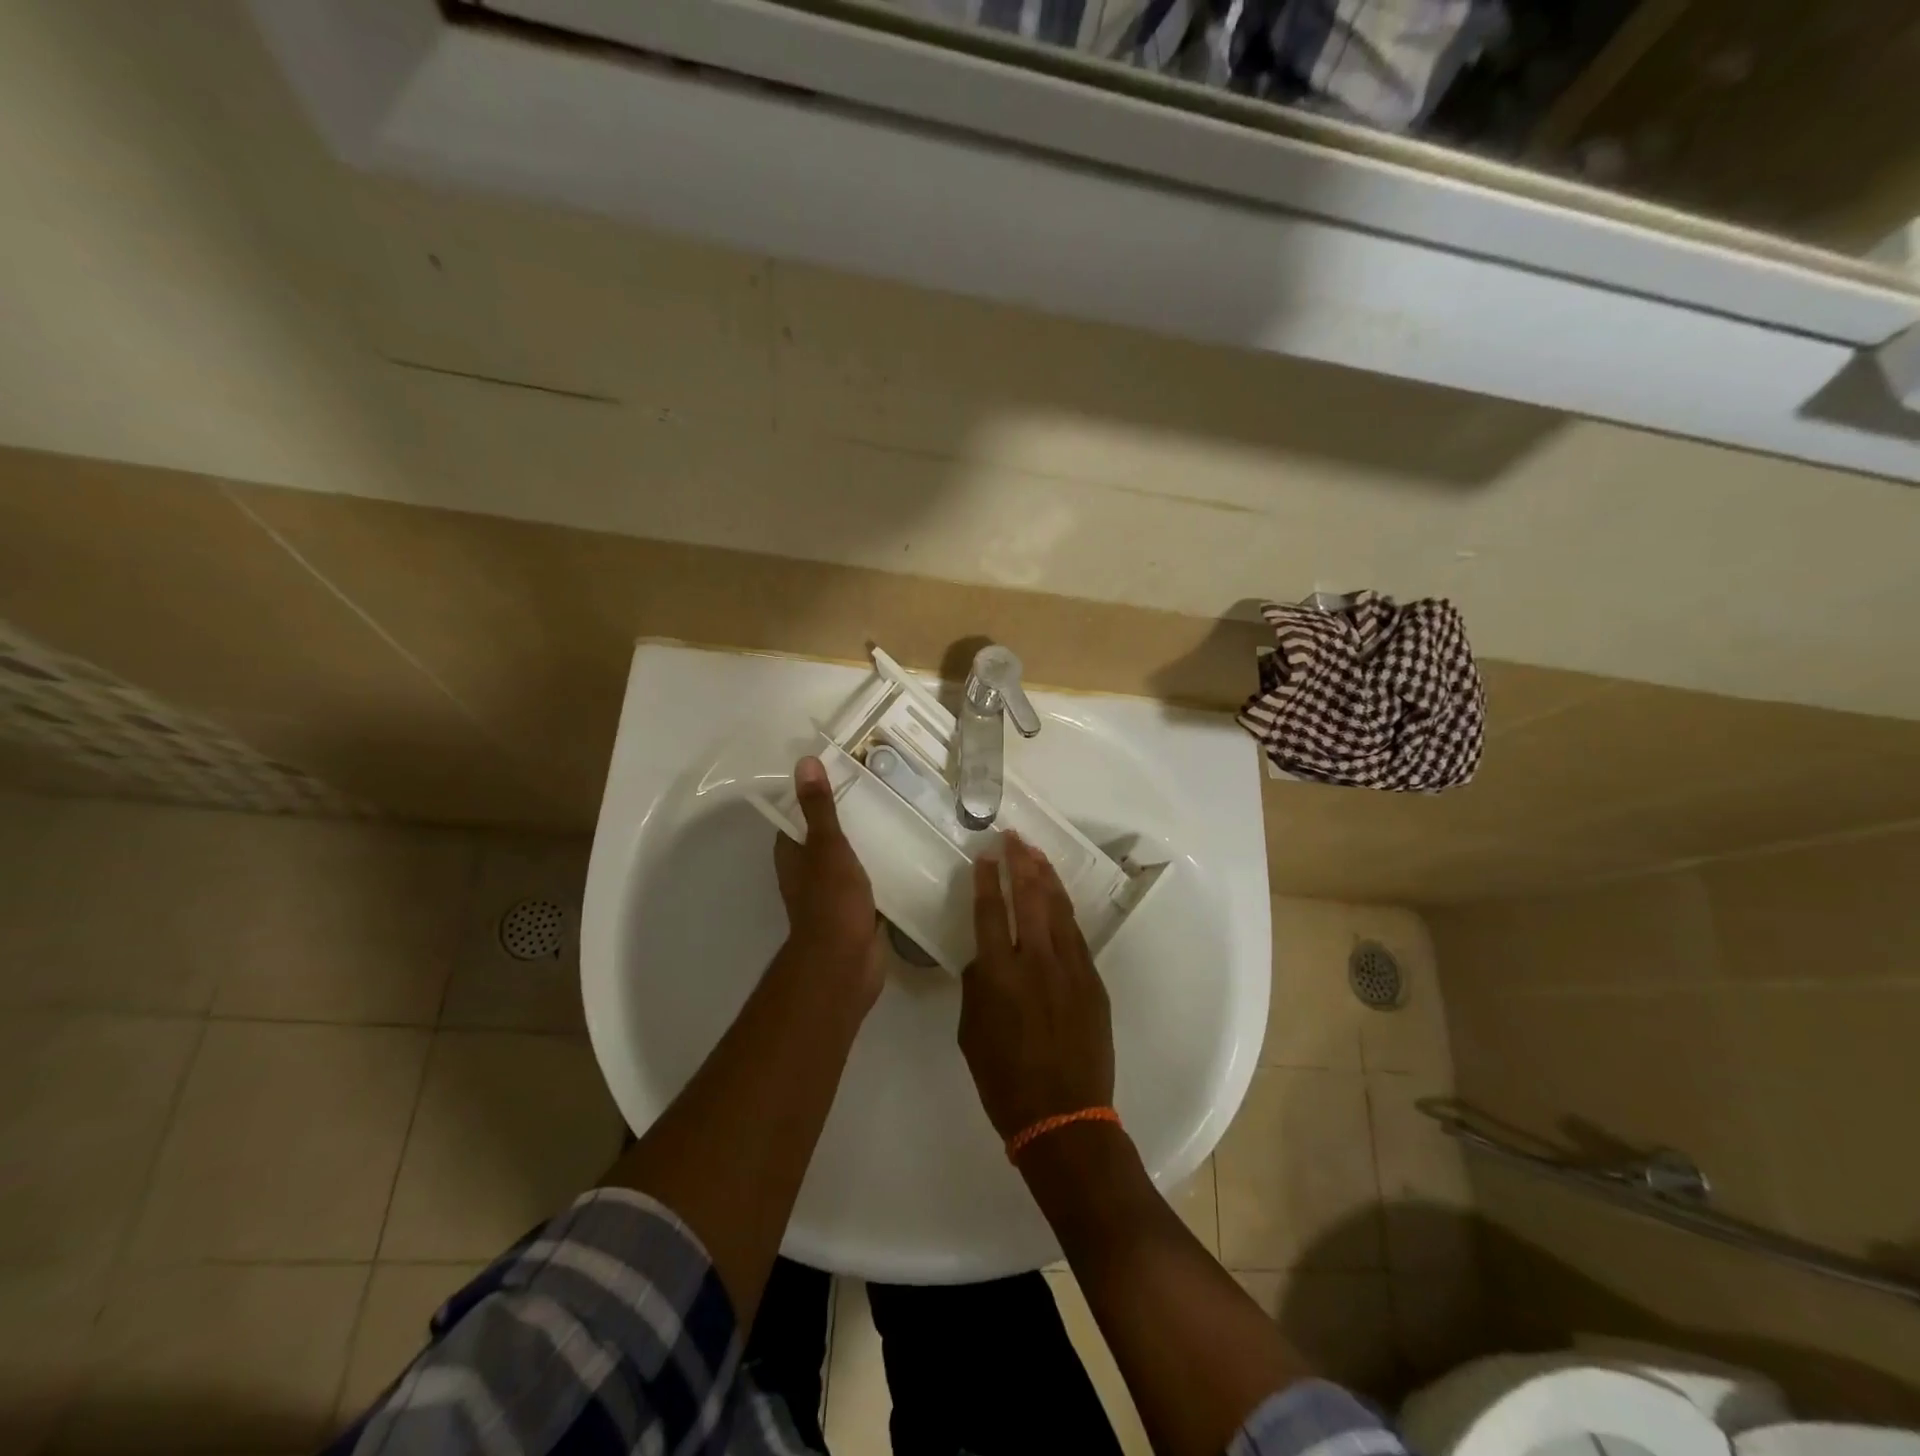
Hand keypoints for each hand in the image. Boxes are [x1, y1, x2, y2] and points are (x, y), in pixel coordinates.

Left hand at [773, 756, 883, 1009]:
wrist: (845, 963)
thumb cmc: (831, 901)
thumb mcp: (827, 847)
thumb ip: (819, 808)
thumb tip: (804, 762)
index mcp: (793, 854)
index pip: (799, 815)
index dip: (817, 794)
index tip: (845, 771)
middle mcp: (807, 872)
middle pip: (825, 836)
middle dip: (849, 817)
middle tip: (882, 789)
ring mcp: (831, 893)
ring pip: (848, 859)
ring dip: (867, 843)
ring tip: (899, 814)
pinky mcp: (855, 910)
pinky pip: (867, 881)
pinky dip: (881, 868)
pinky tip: (906, 854)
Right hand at [958, 834, 1114, 1139]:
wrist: (1065, 1117)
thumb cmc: (1005, 1081)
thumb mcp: (972, 1033)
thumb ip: (977, 987)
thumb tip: (985, 959)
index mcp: (999, 975)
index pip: (990, 912)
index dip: (986, 880)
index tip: (984, 855)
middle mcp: (1036, 962)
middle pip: (1029, 898)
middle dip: (1019, 862)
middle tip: (1012, 837)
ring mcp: (1071, 968)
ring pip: (1058, 909)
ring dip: (1046, 877)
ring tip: (1035, 853)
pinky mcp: (1093, 980)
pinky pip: (1076, 934)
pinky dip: (1064, 909)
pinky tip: (1057, 897)